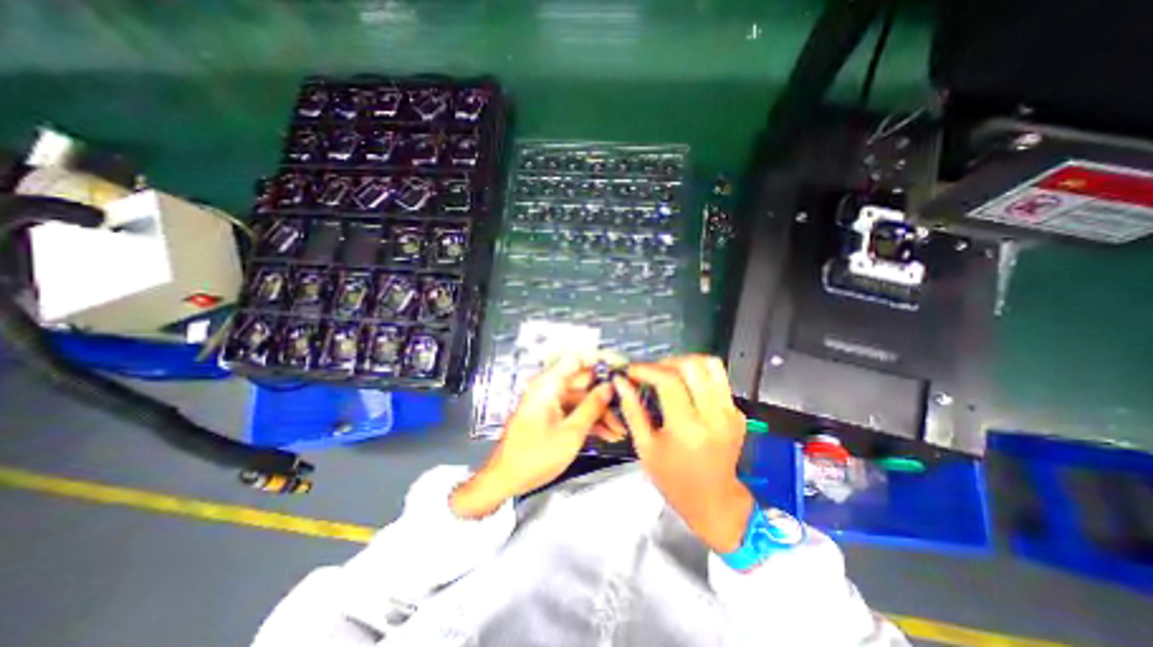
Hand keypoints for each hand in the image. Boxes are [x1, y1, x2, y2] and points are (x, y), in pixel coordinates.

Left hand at [449, 355, 610, 518]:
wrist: (505, 480)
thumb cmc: (536, 455)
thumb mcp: (571, 432)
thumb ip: (592, 406)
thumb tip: (610, 386)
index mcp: (549, 384)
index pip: (577, 359)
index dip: (600, 359)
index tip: (621, 366)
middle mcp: (549, 388)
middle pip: (582, 382)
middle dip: (605, 395)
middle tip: (628, 405)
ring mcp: (550, 403)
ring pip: (581, 399)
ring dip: (600, 413)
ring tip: (621, 430)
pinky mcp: (550, 416)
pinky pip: (573, 411)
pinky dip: (588, 421)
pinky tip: (608, 435)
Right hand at [611, 354, 756, 551]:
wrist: (714, 501)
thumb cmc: (674, 480)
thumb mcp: (645, 448)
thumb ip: (632, 410)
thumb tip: (621, 382)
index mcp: (687, 428)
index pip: (668, 381)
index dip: (646, 369)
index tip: (632, 371)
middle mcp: (713, 416)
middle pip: (693, 366)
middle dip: (666, 362)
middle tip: (651, 372)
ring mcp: (730, 413)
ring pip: (711, 365)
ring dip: (686, 363)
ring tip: (669, 373)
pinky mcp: (738, 413)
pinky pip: (718, 380)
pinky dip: (699, 376)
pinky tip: (686, 389)